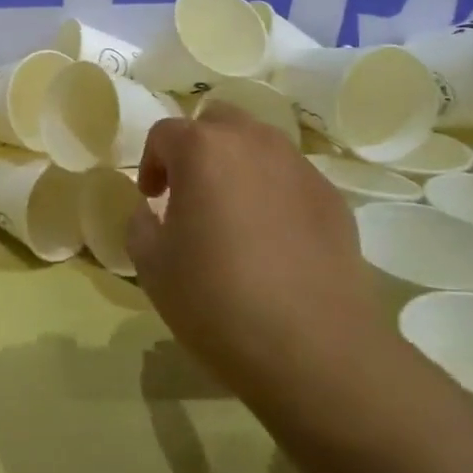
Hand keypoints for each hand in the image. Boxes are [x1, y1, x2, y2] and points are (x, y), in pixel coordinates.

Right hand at [128, 105, 387, 414]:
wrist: (315, 350)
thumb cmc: (218, 301)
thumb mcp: (152, 267)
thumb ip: (140, 224)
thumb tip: (152, 211)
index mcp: (203, 149)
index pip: (165, 133)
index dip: (151, 163)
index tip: (152, 200)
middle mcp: (253, 142)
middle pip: (217, 121)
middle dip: (197, 148)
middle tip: (190, 193)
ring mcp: (299, 167)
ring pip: (259, 145)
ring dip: (238, 166)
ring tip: (233, 215)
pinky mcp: (332, 198)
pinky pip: (291, 178)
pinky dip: (274, 193)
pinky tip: (274, 242)